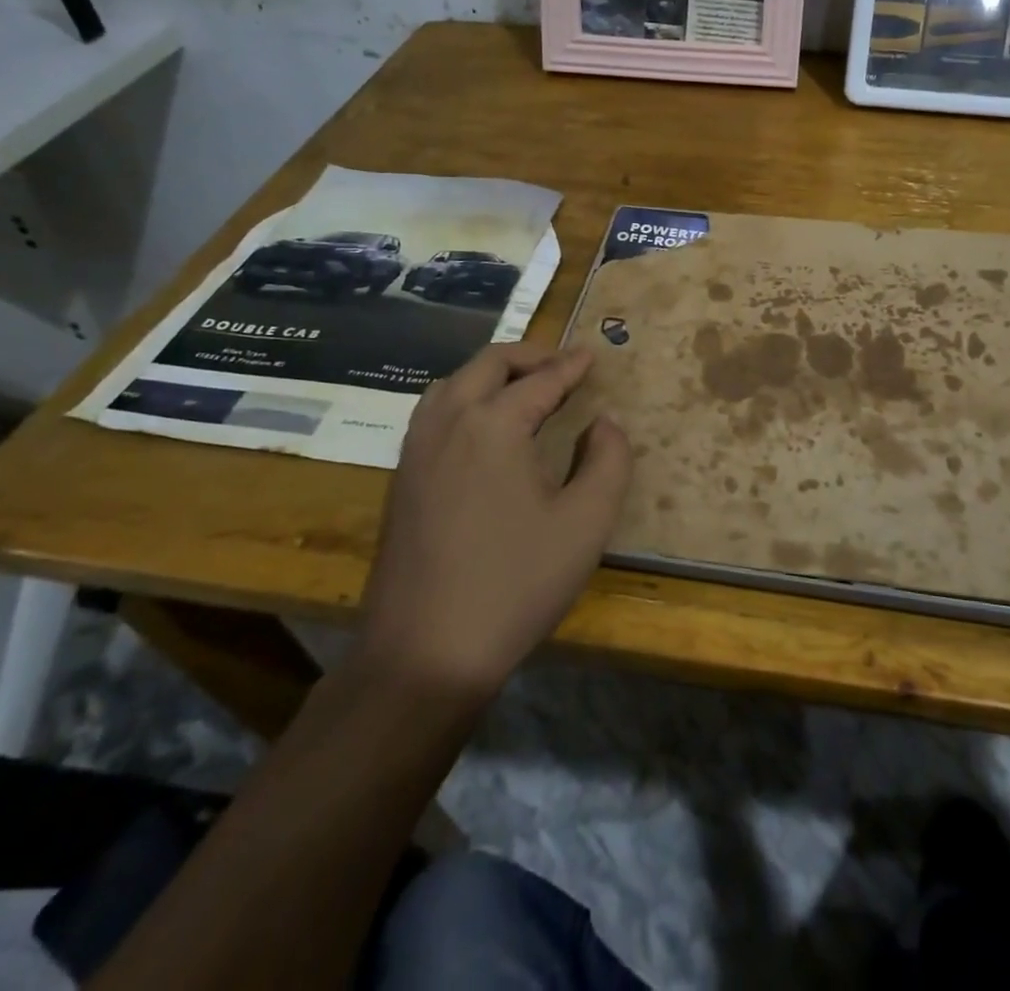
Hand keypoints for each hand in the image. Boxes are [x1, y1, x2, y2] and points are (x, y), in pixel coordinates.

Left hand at [354, 342, 630, 697]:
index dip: (570, 366)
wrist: (424, 653)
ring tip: (524, 387)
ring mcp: (416, 450)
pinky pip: (435, 413)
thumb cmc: (516, 584)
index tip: (591, 356)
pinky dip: (465, 398)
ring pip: (453, 384)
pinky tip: (483, 427)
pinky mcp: (401, 479)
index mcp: (493, 425)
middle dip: (529, 356)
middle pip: (488, 365)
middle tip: (561, 363)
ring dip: (491, 374)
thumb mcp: (586, 523)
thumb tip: (604, 424)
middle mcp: (448, 423)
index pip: (540, 380)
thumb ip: (608, 461)